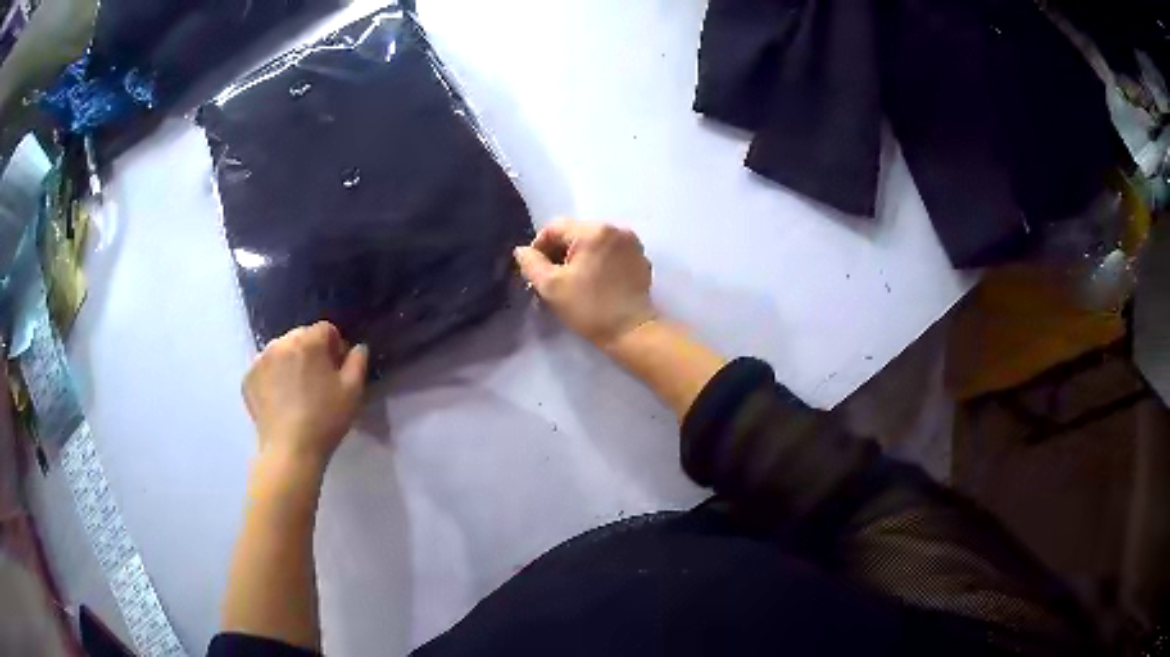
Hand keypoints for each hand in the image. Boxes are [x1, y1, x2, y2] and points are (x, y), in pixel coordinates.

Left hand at [242, 321, 368, 467]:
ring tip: (296, 392)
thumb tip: (357, 347)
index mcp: (308, 341)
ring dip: (290, 363)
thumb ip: (358, 361)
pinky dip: (272, 378)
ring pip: (280, 352)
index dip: (335, 347)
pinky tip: (280, 400)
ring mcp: (260, 360)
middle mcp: (281, 342)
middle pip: (301, 337)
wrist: (290, 451)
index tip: (337, 370)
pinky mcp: (248, 378)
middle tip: (317, 382)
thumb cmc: (325, 420)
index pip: (326, 329)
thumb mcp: (353, 392)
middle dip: (310, 353)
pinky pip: (265, 370)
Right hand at [514, 218, 657, 349]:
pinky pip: (610, 252)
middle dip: (559, 252)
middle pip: (575, 233)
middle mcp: (616, 229)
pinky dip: (598, 262)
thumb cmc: (589, 308)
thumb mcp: (552, 287)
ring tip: (572, 281)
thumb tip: (522, 251)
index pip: (555, 228)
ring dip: (578, 257)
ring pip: (593, 242)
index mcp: (595, 231)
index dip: (538, 247)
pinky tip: (593, 283)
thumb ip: (531, 264)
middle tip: (551, 278)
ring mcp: (632, 244)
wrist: (631, 331)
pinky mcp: (640, 259)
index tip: (534, 271)